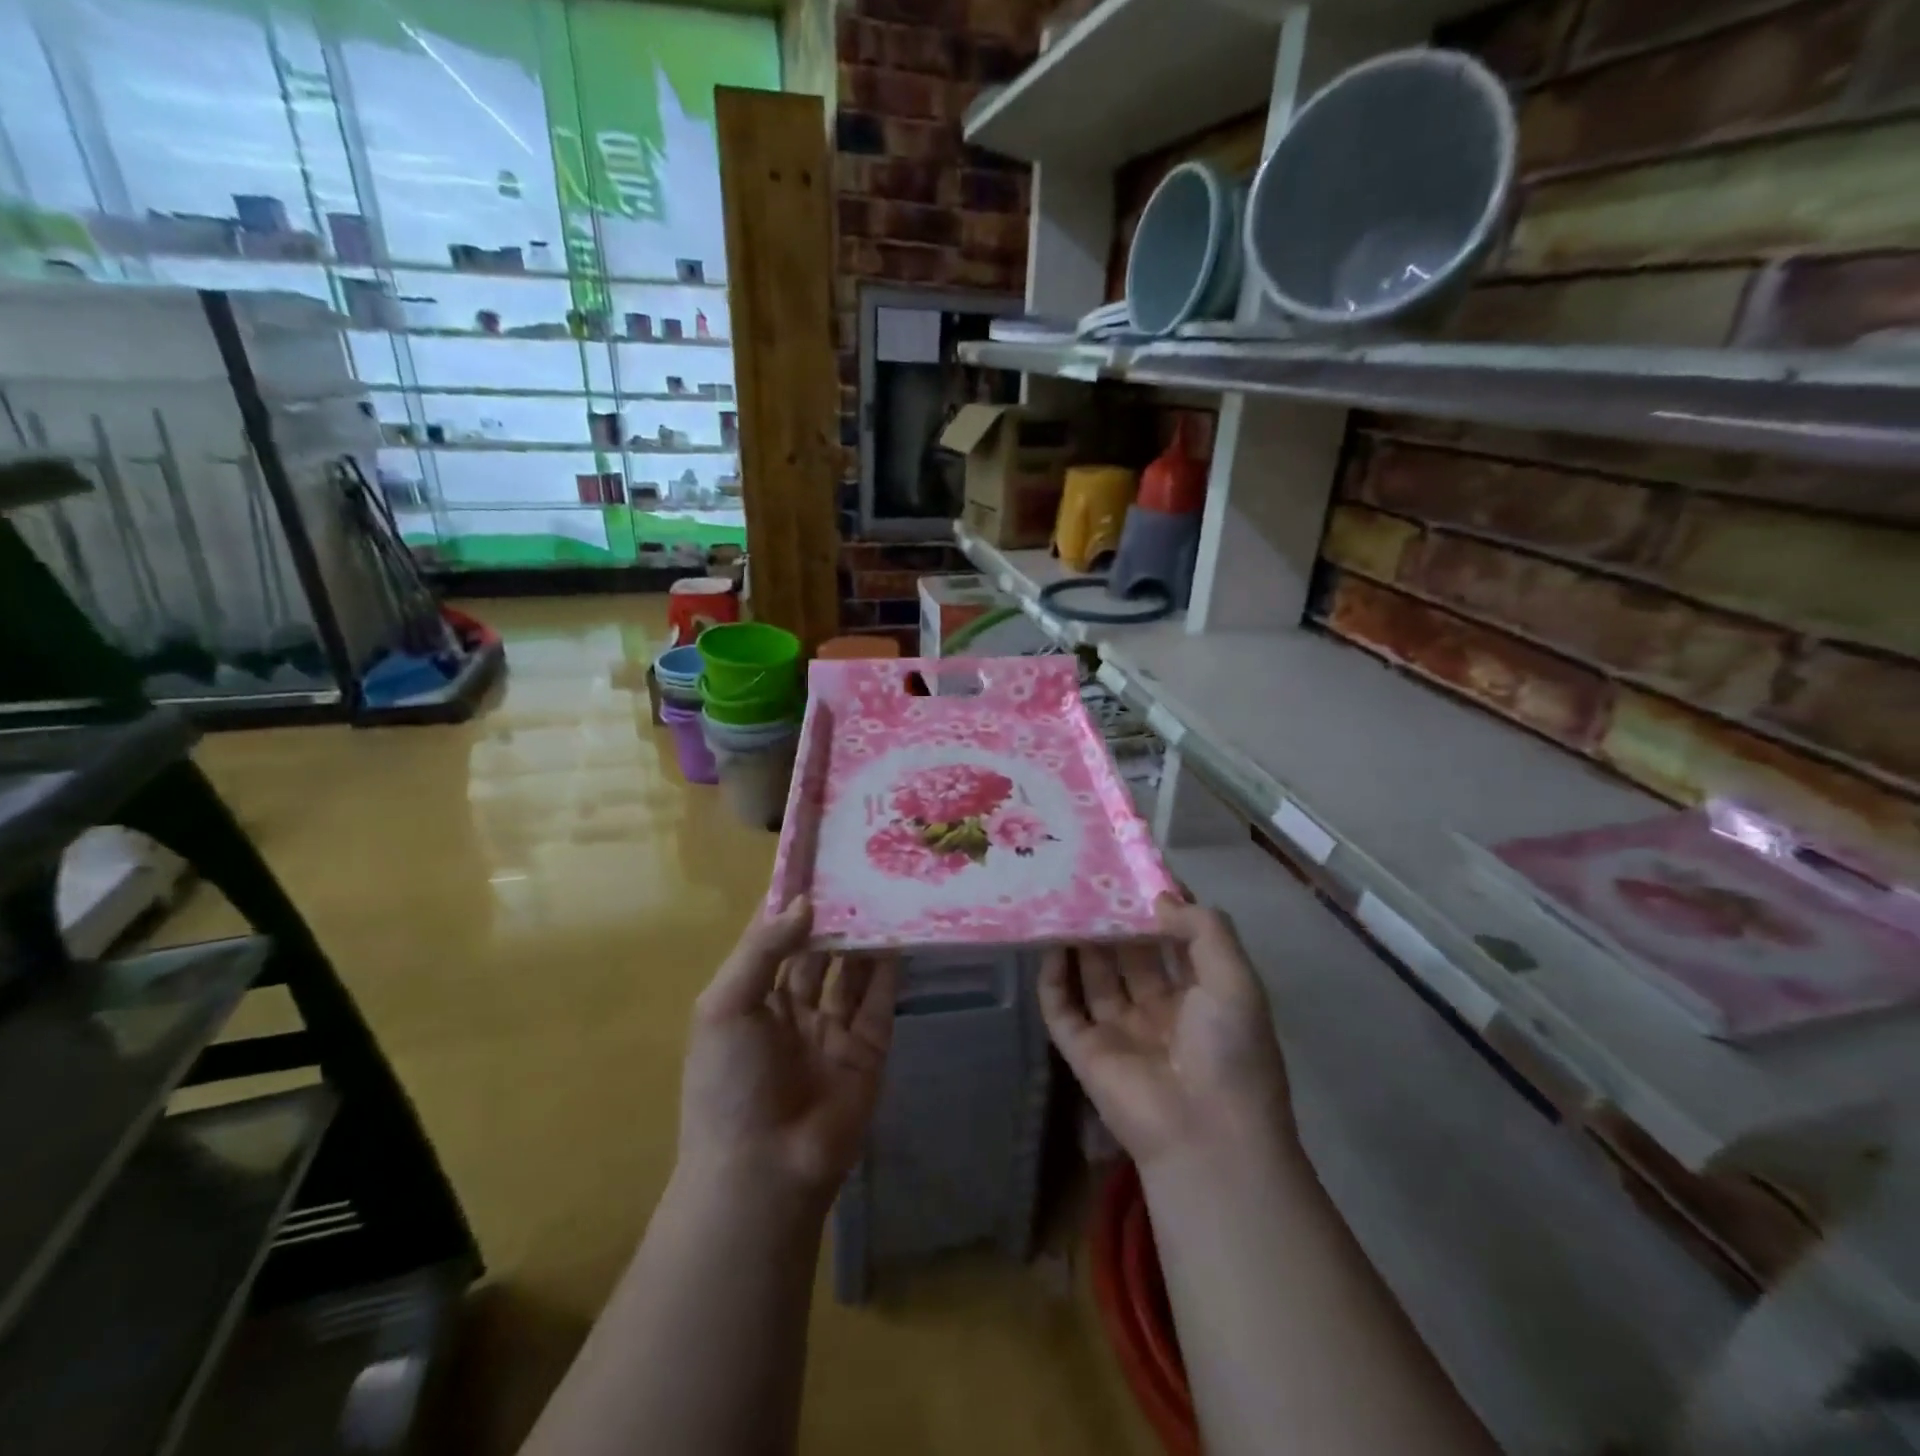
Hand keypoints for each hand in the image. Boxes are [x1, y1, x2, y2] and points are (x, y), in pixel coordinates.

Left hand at [680, 896, 898, 1199]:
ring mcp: (832, 1030)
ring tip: (884, 893)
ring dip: (863, 936)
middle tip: (859, 869)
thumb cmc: (729, 1084)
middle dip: (833, 915)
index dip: (789, 901)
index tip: (814, 859)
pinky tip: (899, 934)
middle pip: (816, 950)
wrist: (764, 1172)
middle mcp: (791, 1009)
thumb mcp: (725, 1006)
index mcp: (750, 998)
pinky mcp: (868, 1049)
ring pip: (851, 971)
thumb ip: (763, 949)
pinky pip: (880, 1000)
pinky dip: (890, 968)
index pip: (771, 937)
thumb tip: (805, 901)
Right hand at [1039, 895, 1291, 1173]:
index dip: (1157, 909)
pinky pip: (1061, 1008)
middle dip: (1114, 920)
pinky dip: (1053, 978)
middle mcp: (1159, 1011)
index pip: (1175, 942)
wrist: (1206, 1137)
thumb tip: (1162, 899)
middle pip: (1130, 955)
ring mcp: (1120, 1032)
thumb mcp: (1235, 980)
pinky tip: (1049, 944)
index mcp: (1201, 998)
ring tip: (1063, 899)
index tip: (1134, 871)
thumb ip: (1204, 929)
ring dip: (1082, 942)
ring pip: (1094, 976)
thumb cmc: (1229, 1052)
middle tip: (1090, 877)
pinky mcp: (1085, 1052)